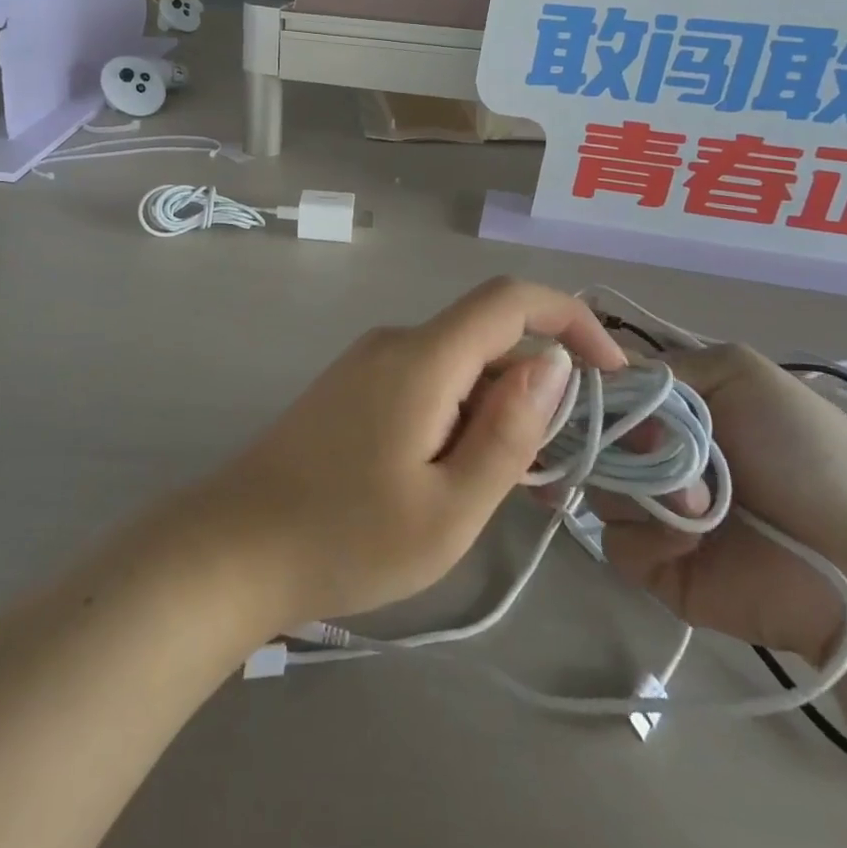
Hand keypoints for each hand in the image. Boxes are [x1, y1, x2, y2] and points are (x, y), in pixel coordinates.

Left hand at [189, 278, 626, 634]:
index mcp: (422, 357)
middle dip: (535, 392)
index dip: (571, 319)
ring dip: (497, 412)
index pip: (510, 299)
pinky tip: (455, 479)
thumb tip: (555, 365)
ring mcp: (368, 363)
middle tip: (553, 475)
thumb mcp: (450, 508)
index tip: (612, 374)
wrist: (233, 548)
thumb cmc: (346, 538)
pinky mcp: (353, 388)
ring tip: (502, 491)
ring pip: (459, 366)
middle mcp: (395, 343)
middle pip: (488, 340)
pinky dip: (460, 417)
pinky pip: (427, 383)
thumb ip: (509, 432)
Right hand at [587, 343, 846, 661]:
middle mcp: (649, 451)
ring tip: (697, 505)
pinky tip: (694, 543)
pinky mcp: (654, 564)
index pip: (599, 387)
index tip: (584, 391)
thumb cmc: (806, 451)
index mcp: (666, 405)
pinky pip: (615, 541)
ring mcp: (650, 508)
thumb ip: (662, 366)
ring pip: (595, 486)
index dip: (585, 388)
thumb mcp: (739, 373)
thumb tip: (595, 377)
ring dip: (639, 490)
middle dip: (617, 441)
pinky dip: (650, 538)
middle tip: (659, 451)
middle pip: (587, 436)